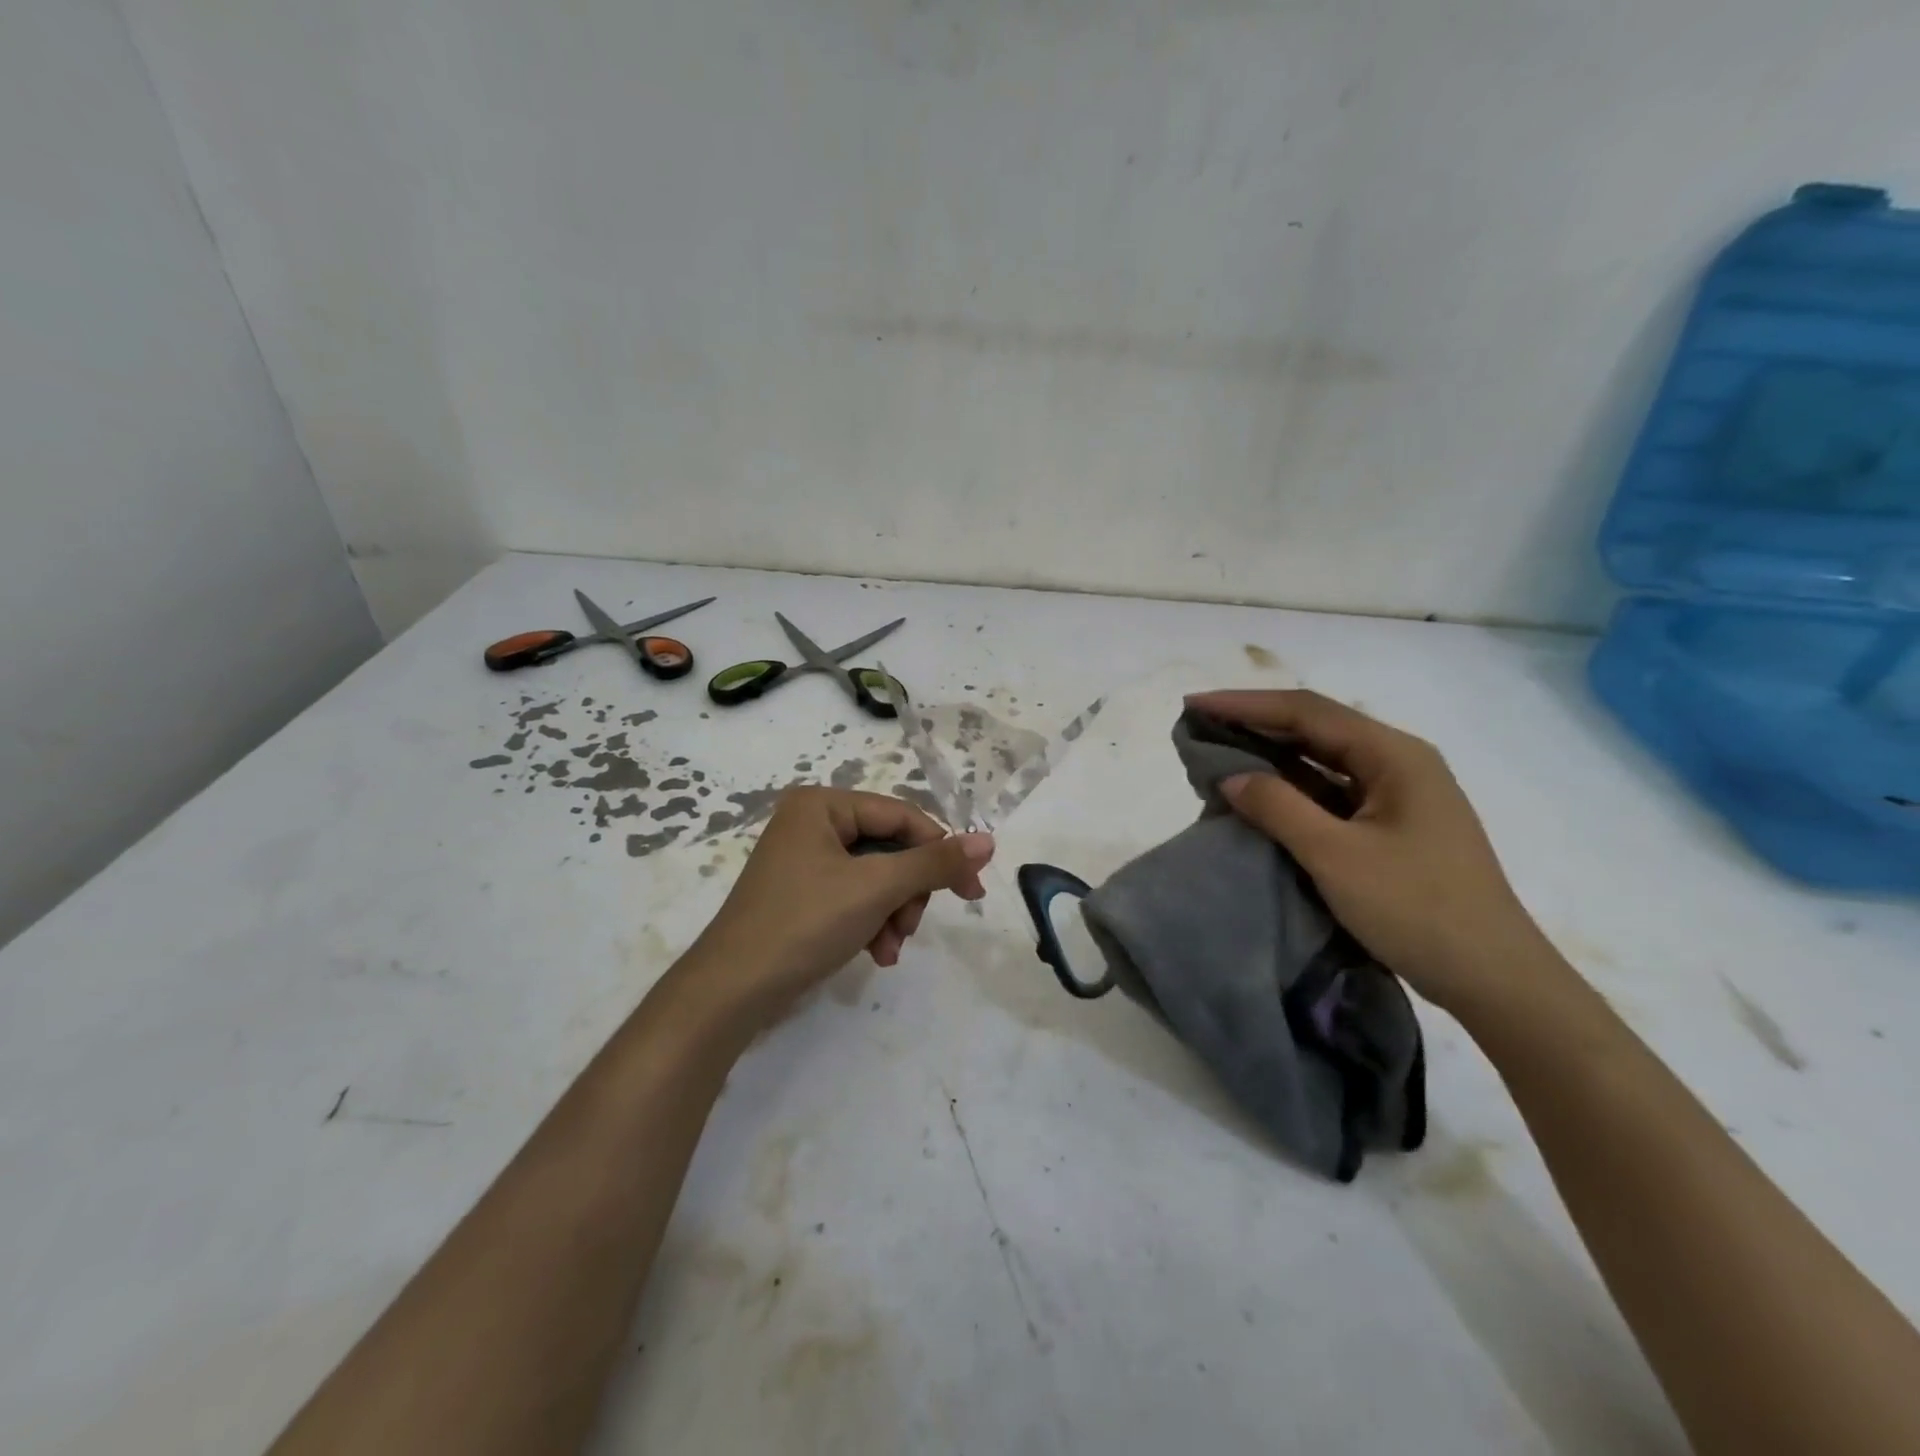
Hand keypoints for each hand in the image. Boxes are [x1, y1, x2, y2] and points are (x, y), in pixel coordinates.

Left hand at [687, 787, 993, 1028]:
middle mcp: (811, 822)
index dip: (941, 850)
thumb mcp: (876, 888)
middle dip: (907, 892)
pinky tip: (877, 953)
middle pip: (889, 848)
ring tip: (891, 948)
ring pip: (876, 876)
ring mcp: (804, 859)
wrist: (731, 992)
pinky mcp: (802, 894)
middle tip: (911, 926)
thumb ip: (934, 862)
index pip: (901, 816)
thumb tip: (988, 840)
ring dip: (893, 912)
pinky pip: (855, 896)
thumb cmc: (804, 923)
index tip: (973, 891)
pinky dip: (872, 922)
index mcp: (822, 804)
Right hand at [1186, 689, 1550, 1013]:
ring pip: (1324, 760)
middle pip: (1317, 728)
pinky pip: (1333, 792)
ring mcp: (1400, 795)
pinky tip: (1261, 795)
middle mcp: (1400, 763)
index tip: (1194, 704)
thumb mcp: (1336, 856)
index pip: (1307, 712)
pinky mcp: (1394, 826)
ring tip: (1219, 754)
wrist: (1495, 979)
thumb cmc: (1418, 910)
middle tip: (1200, 726)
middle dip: (1256, 723)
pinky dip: (1292, 788)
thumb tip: (1230, 776)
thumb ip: (1279, 807)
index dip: (1245, 704)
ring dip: (1272, 754)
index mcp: (1394, 755)